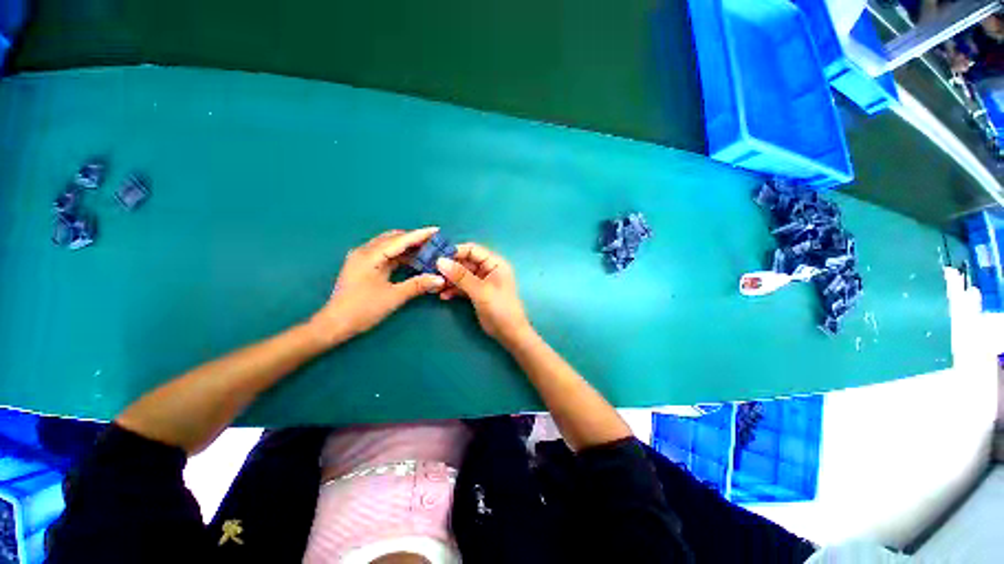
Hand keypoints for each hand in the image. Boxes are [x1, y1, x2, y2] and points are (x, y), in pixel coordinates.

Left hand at [310, 228, 445, 344]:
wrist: (335, 324)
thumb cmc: (363, 310)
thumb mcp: (393, 297)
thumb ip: (417, 285)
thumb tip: (440, 279)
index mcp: (370, 256)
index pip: (400, 240)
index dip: (420, 235)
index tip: (437, 230)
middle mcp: (364, 251)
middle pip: (393, 238)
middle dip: (414, 238)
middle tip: (434, 241)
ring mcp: (362, 258)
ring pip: (389, 245)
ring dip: (407, 246)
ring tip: (427, 249)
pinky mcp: (363, 265)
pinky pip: (385, 253)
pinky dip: (400, 254)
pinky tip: (412, 260)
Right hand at [436, 243, 533, 345]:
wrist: (509, 333)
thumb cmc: (500, 308)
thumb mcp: (480, 291)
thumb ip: (461, 276)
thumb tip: (440, 261)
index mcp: (495, 263)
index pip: (472, 250)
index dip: (455, 251)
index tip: (436, 257)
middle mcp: (488, 269)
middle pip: (465, 262)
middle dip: (449, 267)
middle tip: (430, 272)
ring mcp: (482, 281)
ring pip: (461, 275)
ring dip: (449, 280)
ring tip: (435, 286)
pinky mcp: (476, 292)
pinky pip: (462, 286)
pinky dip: (453, 289)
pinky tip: (443, 295)